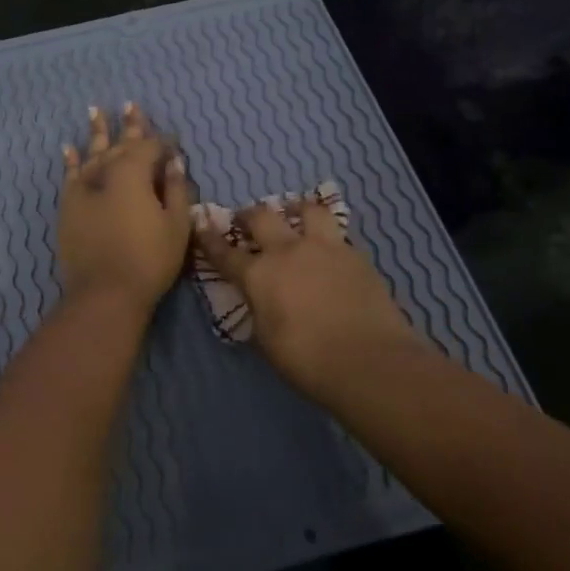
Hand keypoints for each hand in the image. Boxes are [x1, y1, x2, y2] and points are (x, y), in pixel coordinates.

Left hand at [58, 103, 193, 314]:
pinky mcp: (68, 206)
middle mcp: (106, 172)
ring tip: (95, 110)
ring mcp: (83, 188)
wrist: (105, 293)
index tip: (175, 142)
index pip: (151, 148)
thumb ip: (176, 189)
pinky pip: (70, 175)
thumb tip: (173, 163)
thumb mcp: (176, 225)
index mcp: (134, 173)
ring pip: (92, 152)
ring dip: (96, 131)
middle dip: (129, 126)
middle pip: (120, 144)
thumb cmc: (149, 260)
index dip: (165, 143)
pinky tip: (69, 146)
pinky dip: (71, 160)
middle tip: (131, 105)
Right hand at [194, 195, 424, 395]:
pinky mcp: (355, 255)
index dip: (210, 239)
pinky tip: (329, 251)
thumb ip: (259, 310)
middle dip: (249, 215)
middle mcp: (287, 251)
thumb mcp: (267, 339)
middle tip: (247, 219)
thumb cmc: (307, 360)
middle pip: (262, 217)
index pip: (225, 253)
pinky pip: (336, 235)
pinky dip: (327, 237)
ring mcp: (324, 248)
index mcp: (258, 275)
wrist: (367, 360)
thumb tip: (261, 300)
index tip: (201, 224)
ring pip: (307, 210)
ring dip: (295, 211)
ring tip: (295, 216)